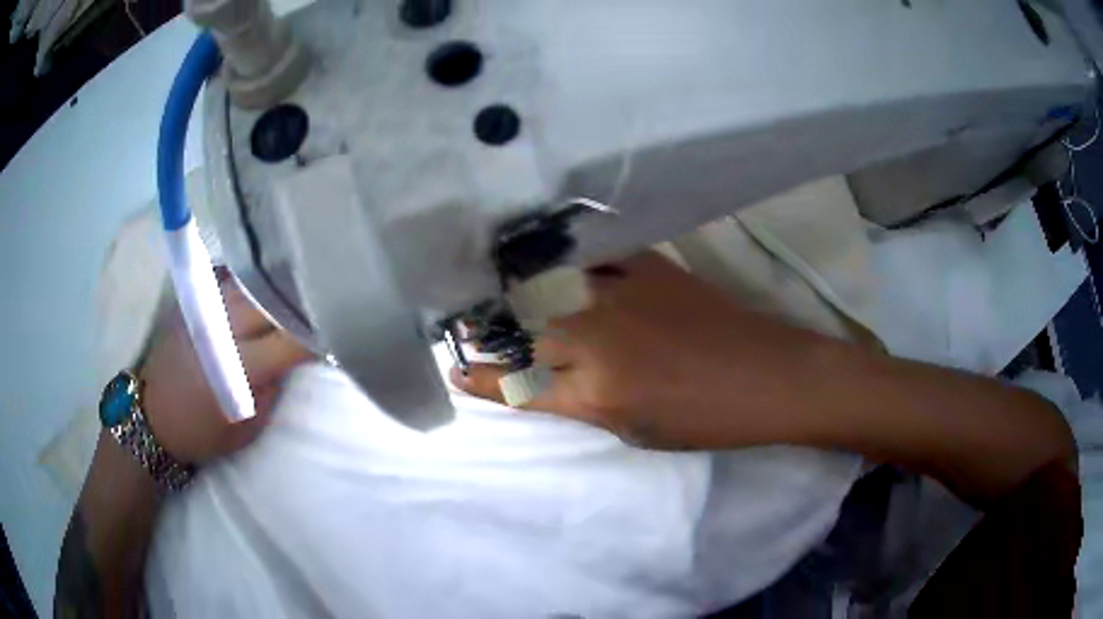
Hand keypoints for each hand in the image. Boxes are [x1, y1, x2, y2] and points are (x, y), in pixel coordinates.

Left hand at [139, 271, 313, 463]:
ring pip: (249, 283)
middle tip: (319, 307)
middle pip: (271, 303)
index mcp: (238, 368)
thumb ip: (272, 391)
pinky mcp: (190, 303)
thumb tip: (290, 361)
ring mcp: (203, 310)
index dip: (315, 336)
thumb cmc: (201, 432)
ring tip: (295, 287)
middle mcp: (222, 330)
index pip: (289, 341)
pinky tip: (258, 282)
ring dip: (275, 287)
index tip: (334, 336)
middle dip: (300, 305)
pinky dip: (247, 279)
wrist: (152, 417)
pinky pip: (226, 277)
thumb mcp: (247, 430)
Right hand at [452, 252, 831, 449]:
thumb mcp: (632, 431)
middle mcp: (596, 339)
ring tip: (488, 286)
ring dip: (510, 291)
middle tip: (464, 323)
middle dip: (485, 330)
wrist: (765, 375)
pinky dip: (559, 258)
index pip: (516, 384)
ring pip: (544, 287)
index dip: (480, 376)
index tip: (455, 367)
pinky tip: (541, 254)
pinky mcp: (645, 264)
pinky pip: (587, 254)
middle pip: (521, 331)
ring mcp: (620, 293)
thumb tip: (545, 378)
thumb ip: (581, 402)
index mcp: (595, 393)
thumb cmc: (704, 419)